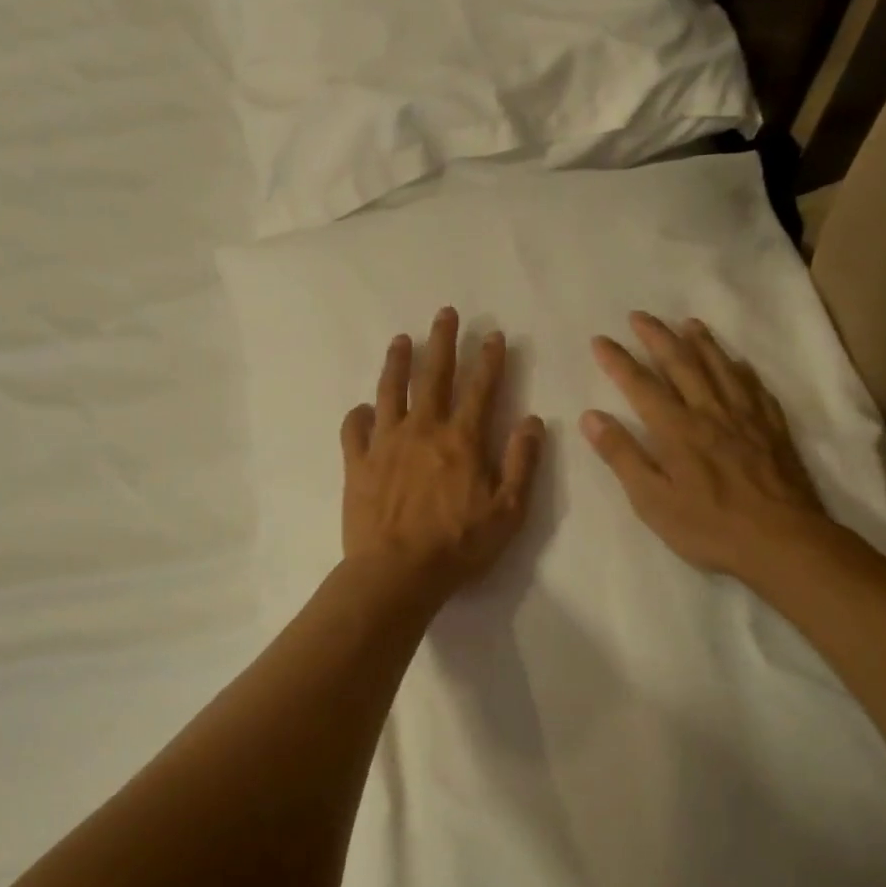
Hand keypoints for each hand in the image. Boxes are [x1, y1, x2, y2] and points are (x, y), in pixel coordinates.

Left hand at [342, 307, 544, 600]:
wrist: (397, 573)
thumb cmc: (458, 546)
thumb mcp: (508, 512)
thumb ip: (522, 463)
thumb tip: (532, 420)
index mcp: (461, 440)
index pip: (480, 388)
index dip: (489, 359)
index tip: (493, 334)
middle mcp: (422, 430)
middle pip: (434, 376)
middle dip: (443, 341)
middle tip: (445, 313)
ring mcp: (385, 444)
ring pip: (390, 391)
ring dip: (397, 362)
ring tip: (401, 339)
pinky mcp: (356, 463)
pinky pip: (353, 430)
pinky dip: (358, 415)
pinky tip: (362, 408)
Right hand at [581, 312, 828, 585]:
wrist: (784, 542)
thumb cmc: (709, 526)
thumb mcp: (652, 499)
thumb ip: (622, 455)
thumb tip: (591, 416)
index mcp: (676, 429)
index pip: (640, 384)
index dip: (618, 360)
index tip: (600, 339)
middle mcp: (710, 412)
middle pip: (681, 363)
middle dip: (657, 337)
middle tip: (640, 315)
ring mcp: (746, 418)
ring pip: (721, 368)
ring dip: (702, 342)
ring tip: (688, 323)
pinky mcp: (773, 430)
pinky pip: (756, 389)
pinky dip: (742, 370)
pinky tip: (739, 363)